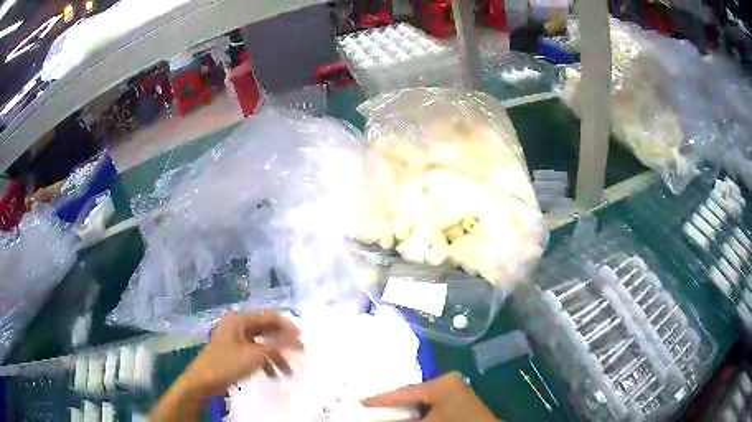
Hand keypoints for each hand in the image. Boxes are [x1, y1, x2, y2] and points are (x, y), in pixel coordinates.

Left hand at [180, 311, 301, 397]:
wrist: (203, 382)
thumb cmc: (227, 364)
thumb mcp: (256, 355)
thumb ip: (279, 345)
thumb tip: (299, 337)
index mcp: (240, 320)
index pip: (269, 318)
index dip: (288, 326)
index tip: (303, 339)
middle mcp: (237, 326)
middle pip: (266, 331)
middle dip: (283, 344)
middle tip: (300, 354)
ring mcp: (235, 340)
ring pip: (262, 345)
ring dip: (276, 357)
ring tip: (289, 371)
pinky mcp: (234, 353)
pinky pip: (254, 354)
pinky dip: (266, 362)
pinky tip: (274, 374)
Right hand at [362, 372, 499, 421]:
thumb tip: (367, 417)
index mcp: (442, 384)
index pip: (401, 391)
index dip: (377, 401)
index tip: (355, 406)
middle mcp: (448, 383)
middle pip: (409, 397)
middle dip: (388, 409)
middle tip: (366, 413)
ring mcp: (454, 393)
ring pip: (418, 404)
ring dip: (401, 414)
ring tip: (380, 417)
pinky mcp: (457, 405)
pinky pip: (429, 409)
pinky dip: (415, 416)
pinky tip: (403, 420)